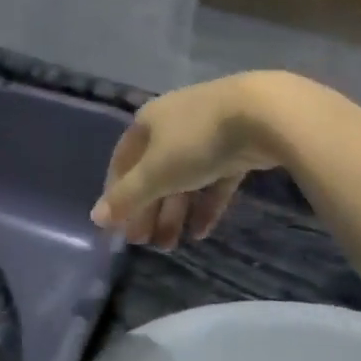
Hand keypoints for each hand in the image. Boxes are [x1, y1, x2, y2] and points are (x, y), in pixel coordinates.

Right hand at [89, 74, 295, 249]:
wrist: (264, 115)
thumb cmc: (196, 141)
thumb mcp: (156, 173)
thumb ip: (127, 197)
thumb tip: (95, 218)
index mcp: (147, 122)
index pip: (122, 162)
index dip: (117, 194)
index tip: (117, 227)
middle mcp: (173, 123)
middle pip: (154, 173)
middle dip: (148, 210)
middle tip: (145, 244)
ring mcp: (208, 133)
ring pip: (185, 179)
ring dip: (174, 213)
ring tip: (171, 245)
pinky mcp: (238, 146)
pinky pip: (215, 180)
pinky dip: (205, 204)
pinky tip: (201, 232)